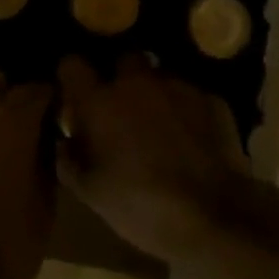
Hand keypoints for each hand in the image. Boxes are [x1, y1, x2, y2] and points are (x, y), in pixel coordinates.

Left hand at [0, 83, 56, 278]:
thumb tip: (44, 146)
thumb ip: (45, 166)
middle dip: (17, 112)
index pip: (37, 91)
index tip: (60, 118)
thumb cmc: (2, 242)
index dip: (51, 102)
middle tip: (31, 141)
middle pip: (0, 98)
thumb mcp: (44, 209)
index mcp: (11, 123)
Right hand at [56, 56, 247, 262]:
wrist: (214, 218)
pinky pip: (191, 97)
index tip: (74, 96)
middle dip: (120, 78)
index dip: (71, 77)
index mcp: (100, 102)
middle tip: (121, 110)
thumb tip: (64, 142)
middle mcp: (136, 83)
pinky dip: (186, 111)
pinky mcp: (212, 101)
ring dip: (154, 94)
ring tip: (160, 125)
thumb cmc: (140, 205)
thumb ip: (69, 160)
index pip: (72, 65)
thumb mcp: (91, 193)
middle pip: (123, 60)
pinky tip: (192, 138)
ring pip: (160, 77)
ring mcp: (178, 88)